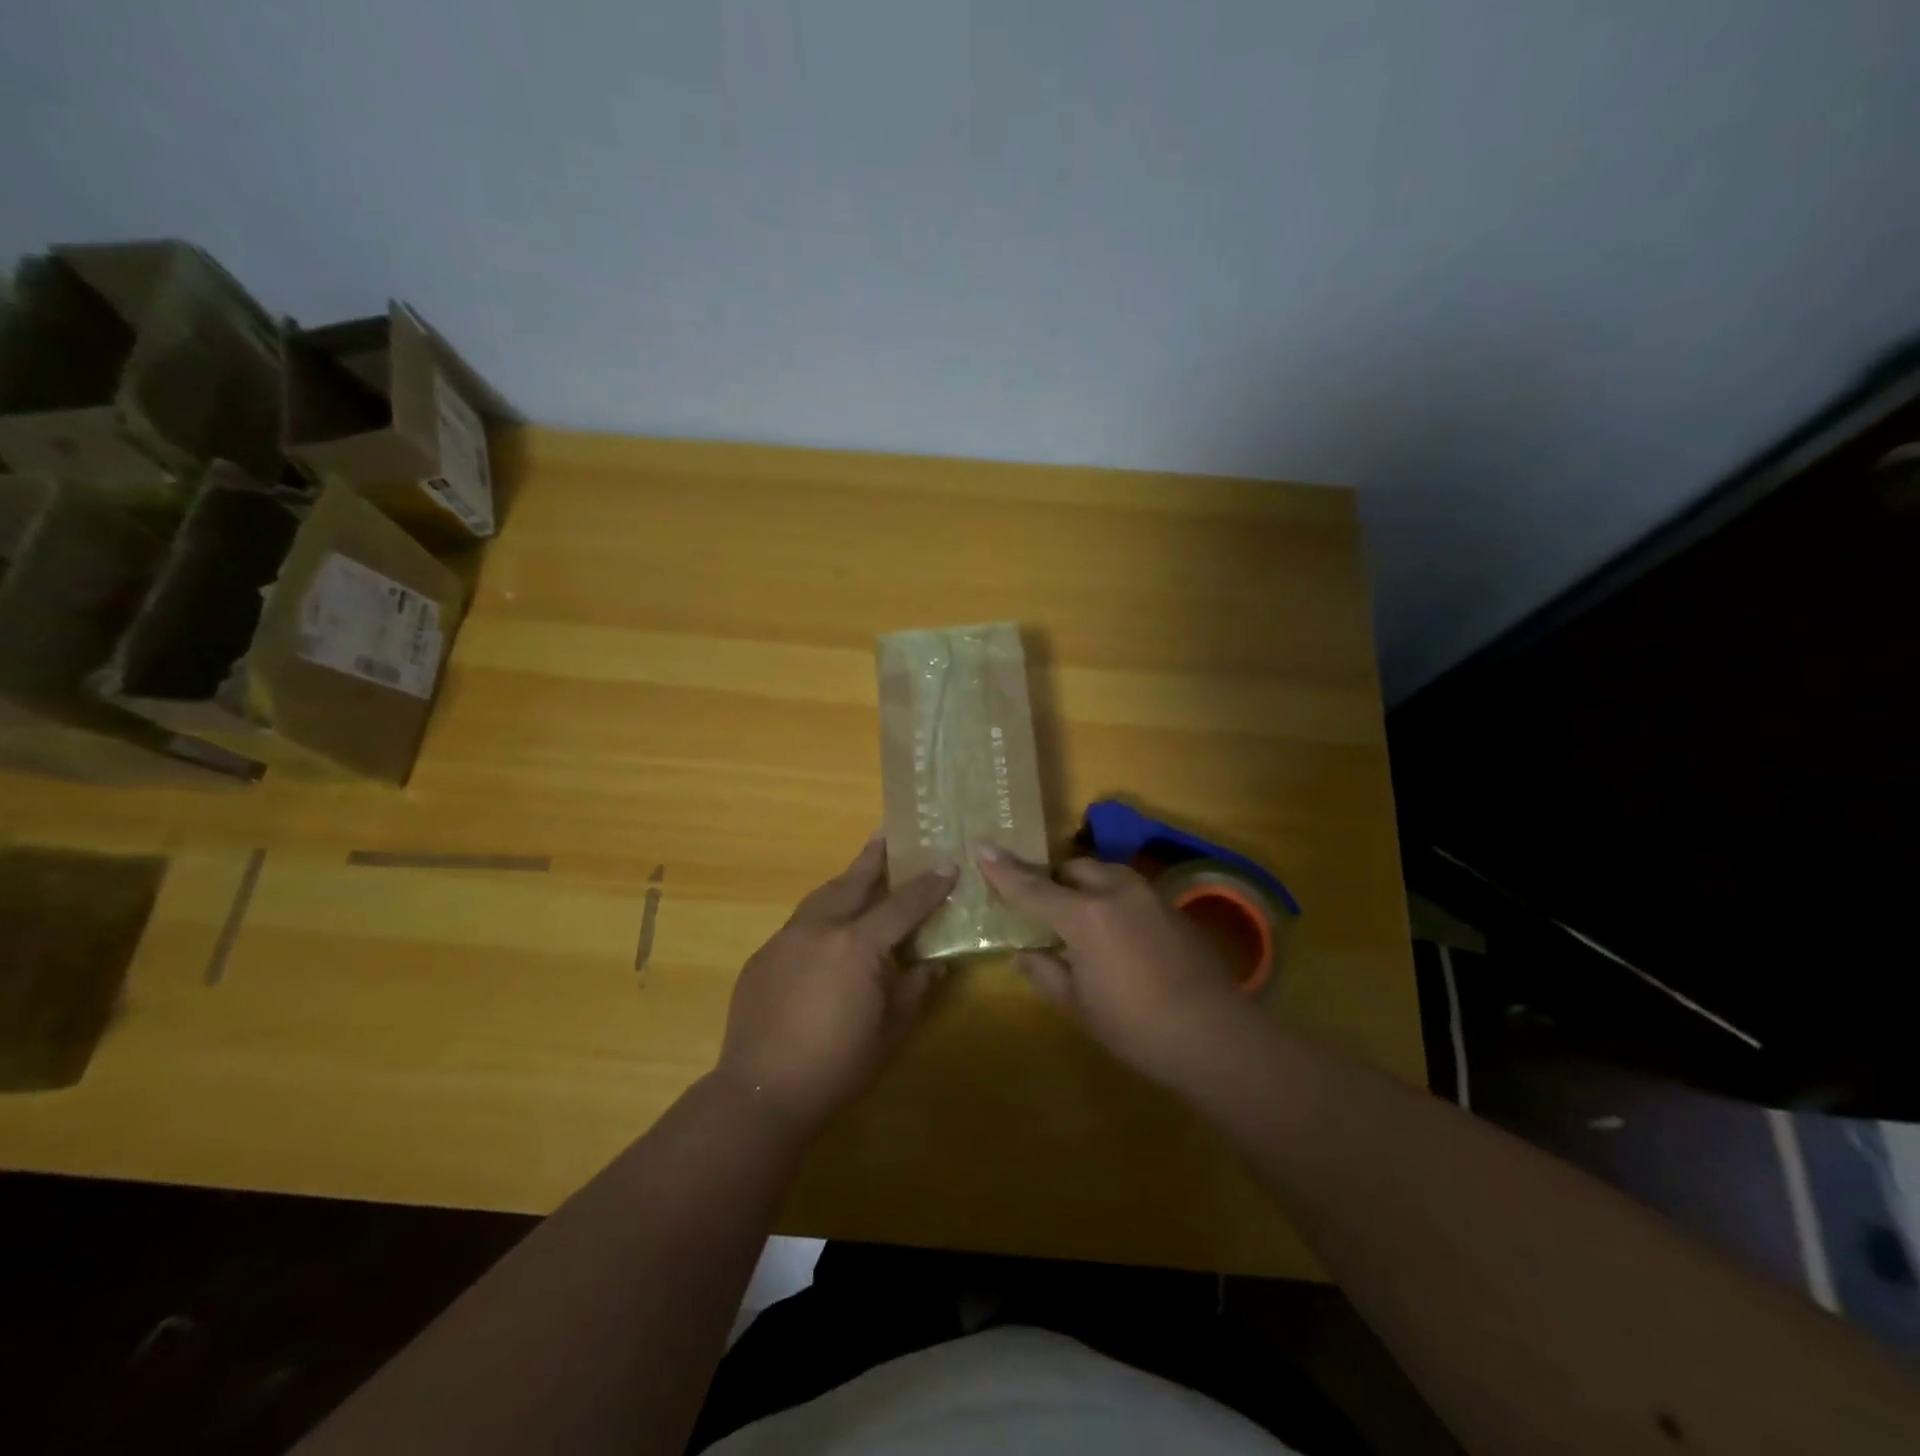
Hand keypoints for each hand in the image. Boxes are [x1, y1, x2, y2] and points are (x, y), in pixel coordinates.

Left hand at [717, 834, 956, 1136]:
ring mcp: (786, 939)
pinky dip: (820, 915)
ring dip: (843, 881)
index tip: (947, 865)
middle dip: (874, 858)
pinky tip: (825, 931)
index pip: (902, 905)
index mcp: (858, 944)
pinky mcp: (763, 956)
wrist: (761, 1091)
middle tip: (888, 835)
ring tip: (858, 872)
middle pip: (853, 882)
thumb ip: (914, 990)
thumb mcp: (890, 1031)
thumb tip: (933, 965)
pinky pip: (799, 924)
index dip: (928, 885)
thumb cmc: (837, 1065)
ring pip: (820, 897)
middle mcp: (820, 929)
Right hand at [977, 847, 1256, 1089]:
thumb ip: (1046, 973)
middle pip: (1074, 869)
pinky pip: (1131, 892)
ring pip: (1106, 875)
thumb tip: (1021, 956)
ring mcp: (1149, 896)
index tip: (983, 849)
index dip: (1004, 871)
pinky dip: (1113, 902)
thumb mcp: (1080, 1006)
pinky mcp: (1173, 909)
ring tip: (1080, 919)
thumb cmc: (1136, 1027)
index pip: (1032, 888)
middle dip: (1054, 881)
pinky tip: (1119, 936)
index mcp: (1084, 916)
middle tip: (1042, 908)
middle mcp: (1115, 892)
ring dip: (1086, 887)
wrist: (1215, 1036)